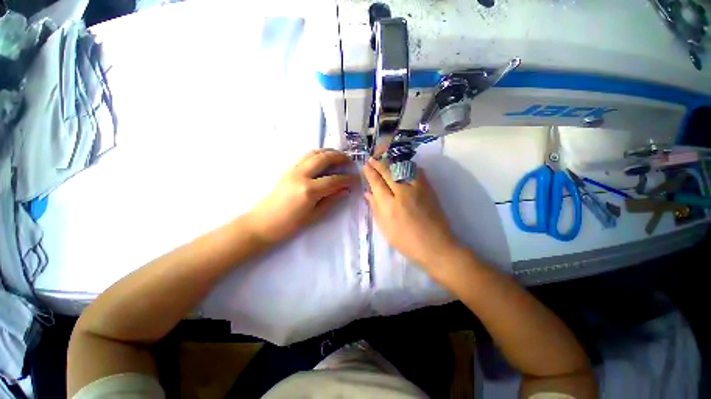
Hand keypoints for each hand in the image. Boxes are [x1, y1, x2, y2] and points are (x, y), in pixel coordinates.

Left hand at [249, 149, 358, 244]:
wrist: (262, 223)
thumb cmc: (289, 225)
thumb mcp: (314, 215)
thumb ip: (331, 200)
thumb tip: (346, 190)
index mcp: (309, 190)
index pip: (334, 179)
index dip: (348, 178)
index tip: (357, 179)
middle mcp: (301, 175)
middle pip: (324, 158)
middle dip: (340, 157)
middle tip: (350, 161)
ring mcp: (293, 170)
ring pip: (314, 153)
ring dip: (329, 152)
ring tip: (339, 156)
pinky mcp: (288, 170)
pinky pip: (306, 156)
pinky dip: (318, 154)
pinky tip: (324, 160)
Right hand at [362, 158, 459, 268]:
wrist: (435, 245)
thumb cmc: (406, 241)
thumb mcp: (385, 228)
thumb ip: (375, 208)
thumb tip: (368, 193)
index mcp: (389, 205)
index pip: (377, 183)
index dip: (370, 173)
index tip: (366, 166)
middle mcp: (403, 193)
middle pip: (388, 172)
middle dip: (378, 163)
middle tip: (372, 158)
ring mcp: (418, 189)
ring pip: (402, 168)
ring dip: (392, 162)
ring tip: (385, 159)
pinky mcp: (429, 189)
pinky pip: (417, 171)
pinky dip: (408, 166)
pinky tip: (403, 166)